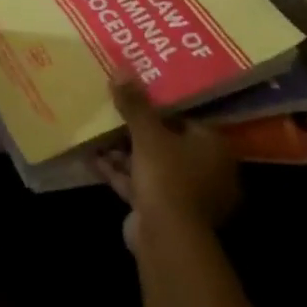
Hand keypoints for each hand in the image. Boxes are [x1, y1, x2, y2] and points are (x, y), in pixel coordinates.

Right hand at [93, 77, 239, 252]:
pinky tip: (93, 159)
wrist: (166, 237)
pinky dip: (119, 173)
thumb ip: (135, 104)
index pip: (187, 119)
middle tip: (113, 113)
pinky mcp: (163, 211)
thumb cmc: (168, 176)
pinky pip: (140, 184)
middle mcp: (205, 170)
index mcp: (213, 147)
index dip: (160, 108)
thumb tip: (121, 69)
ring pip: (151, 165)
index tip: (136, 96)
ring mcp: (185, 194)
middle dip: (137, 131)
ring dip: (124, 152)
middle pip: (167, 143)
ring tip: (97, 133)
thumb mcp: (148, 134)